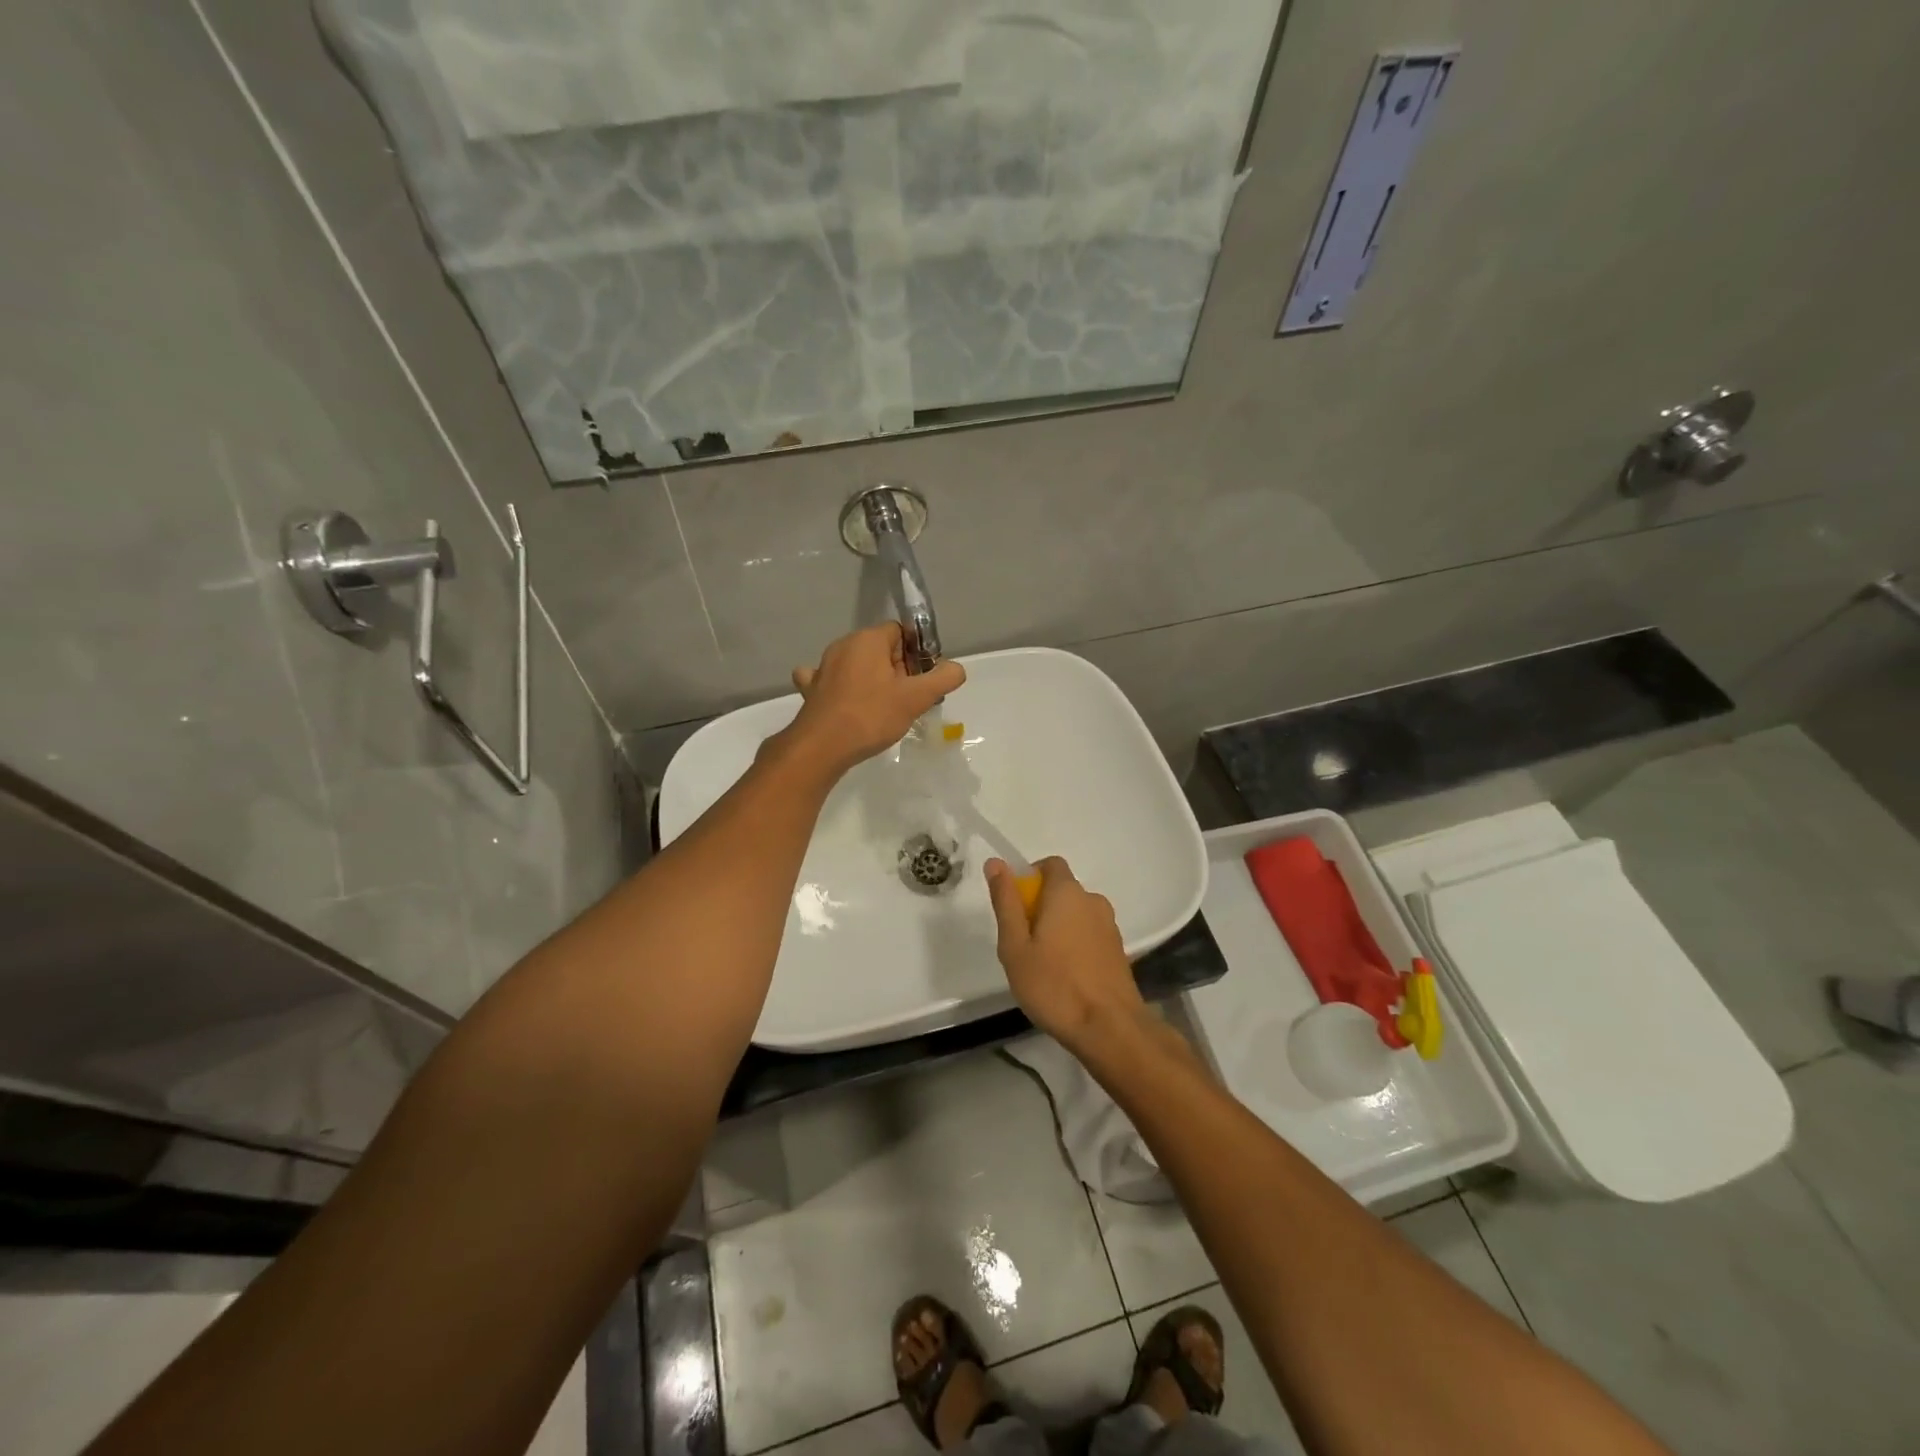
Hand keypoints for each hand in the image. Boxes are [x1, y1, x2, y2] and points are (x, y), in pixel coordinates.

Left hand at [781, 624, 964, 773]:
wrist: (822, 747)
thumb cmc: (871, 716)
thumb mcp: (916, 698)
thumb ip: (943, 679)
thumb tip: (956, 668)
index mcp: (868, 639)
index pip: (901, 632)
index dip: (916, 654)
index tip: (922, 680)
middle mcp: (844, 645)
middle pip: (881, 649)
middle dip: (897, 670)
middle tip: (908, 700)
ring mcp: (824, 667)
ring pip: (858, 665)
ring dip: (873, 681)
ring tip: (884, 709)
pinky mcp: (812, 689)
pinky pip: (832, 680)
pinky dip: (844, 688)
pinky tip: (848, 702)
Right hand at [985, 856, 1145, 1047]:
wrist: (1109, 1028)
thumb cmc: (1054, 985)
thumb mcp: (1015, 946)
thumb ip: (1006, 902)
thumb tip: (996, 863)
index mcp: (1067, 893)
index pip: (1050, 864)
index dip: (1030, 877)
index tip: (1015, 907)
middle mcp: (1093, 901)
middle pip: (1062, 891)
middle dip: (1041, 908)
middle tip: (1023, 944)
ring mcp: (1109, 926)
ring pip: (1077, 915)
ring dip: (1059, 928)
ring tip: (1043, 965)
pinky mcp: (1118, 951)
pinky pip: (1090, 935)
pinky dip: (1075, 946)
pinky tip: (1066, 978)